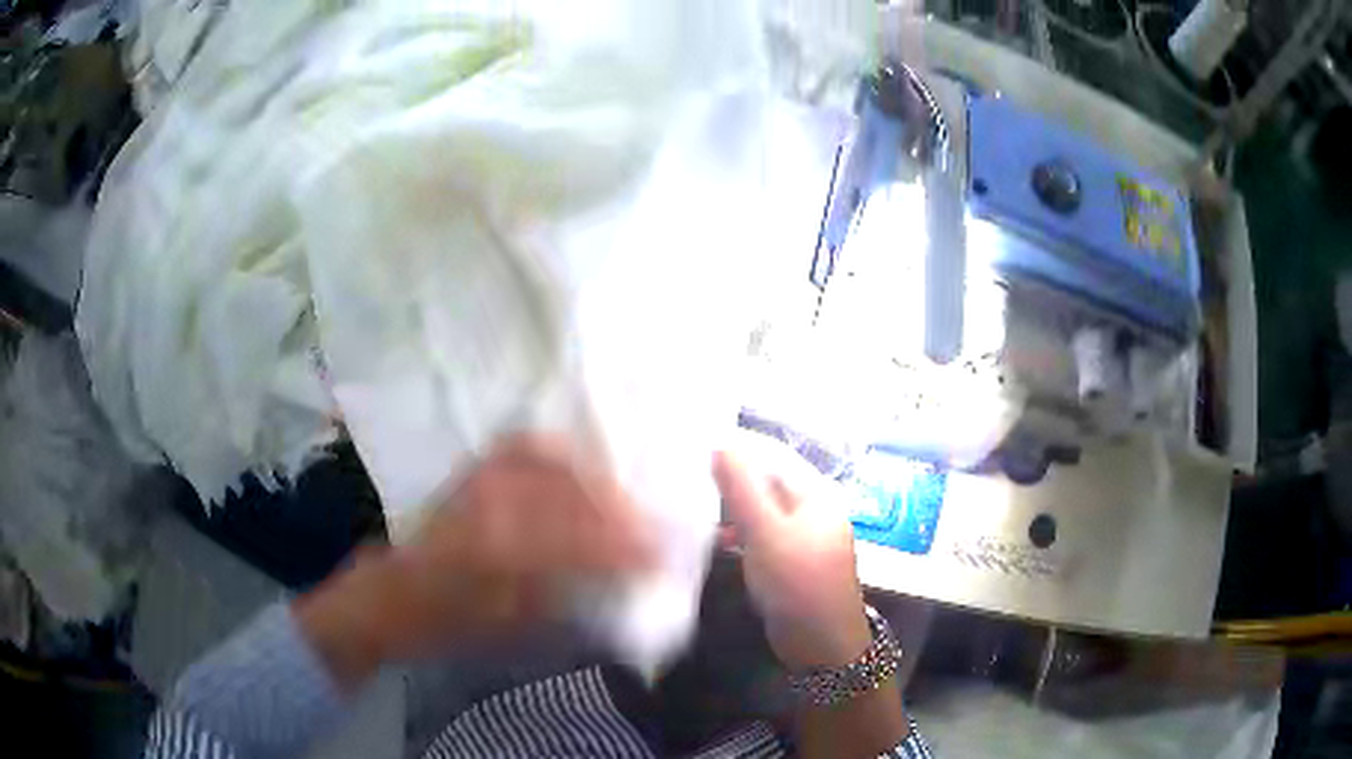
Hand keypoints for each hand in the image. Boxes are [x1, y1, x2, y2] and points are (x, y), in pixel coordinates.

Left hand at [295, 434, 653, 688]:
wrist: (392, 595)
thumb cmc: (451, 623)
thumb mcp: (514, 625)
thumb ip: (570, 598)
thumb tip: (623, 582)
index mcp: (503, 550)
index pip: (585, 540)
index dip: (632, 546)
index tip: (668, 553)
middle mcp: (495, 502)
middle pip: (576, 495)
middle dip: (625, 510)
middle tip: (655, 527)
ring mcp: (482, 478)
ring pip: (557, 465)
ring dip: (598, 481)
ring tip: (625, 501)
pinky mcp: (474, 470)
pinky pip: (527, 448)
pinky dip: (560, 454)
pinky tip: (579, 467)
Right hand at [713, 431, 870, 671]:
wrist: (821, 644)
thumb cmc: (797, 582)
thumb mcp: (766, 533)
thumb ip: (742, 489)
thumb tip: (720, 443)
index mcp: (816, 493)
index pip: (772, 455)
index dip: (736, 448)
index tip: (694, 445)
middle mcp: (812, 508)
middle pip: (766, 482)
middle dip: (730, 479)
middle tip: (686, 475)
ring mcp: (801, 536)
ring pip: (760, 510)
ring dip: (730, 507)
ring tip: (692, 505)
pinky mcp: (789, 560)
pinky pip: (760, 534)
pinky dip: (738, 532)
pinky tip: (714, 538)